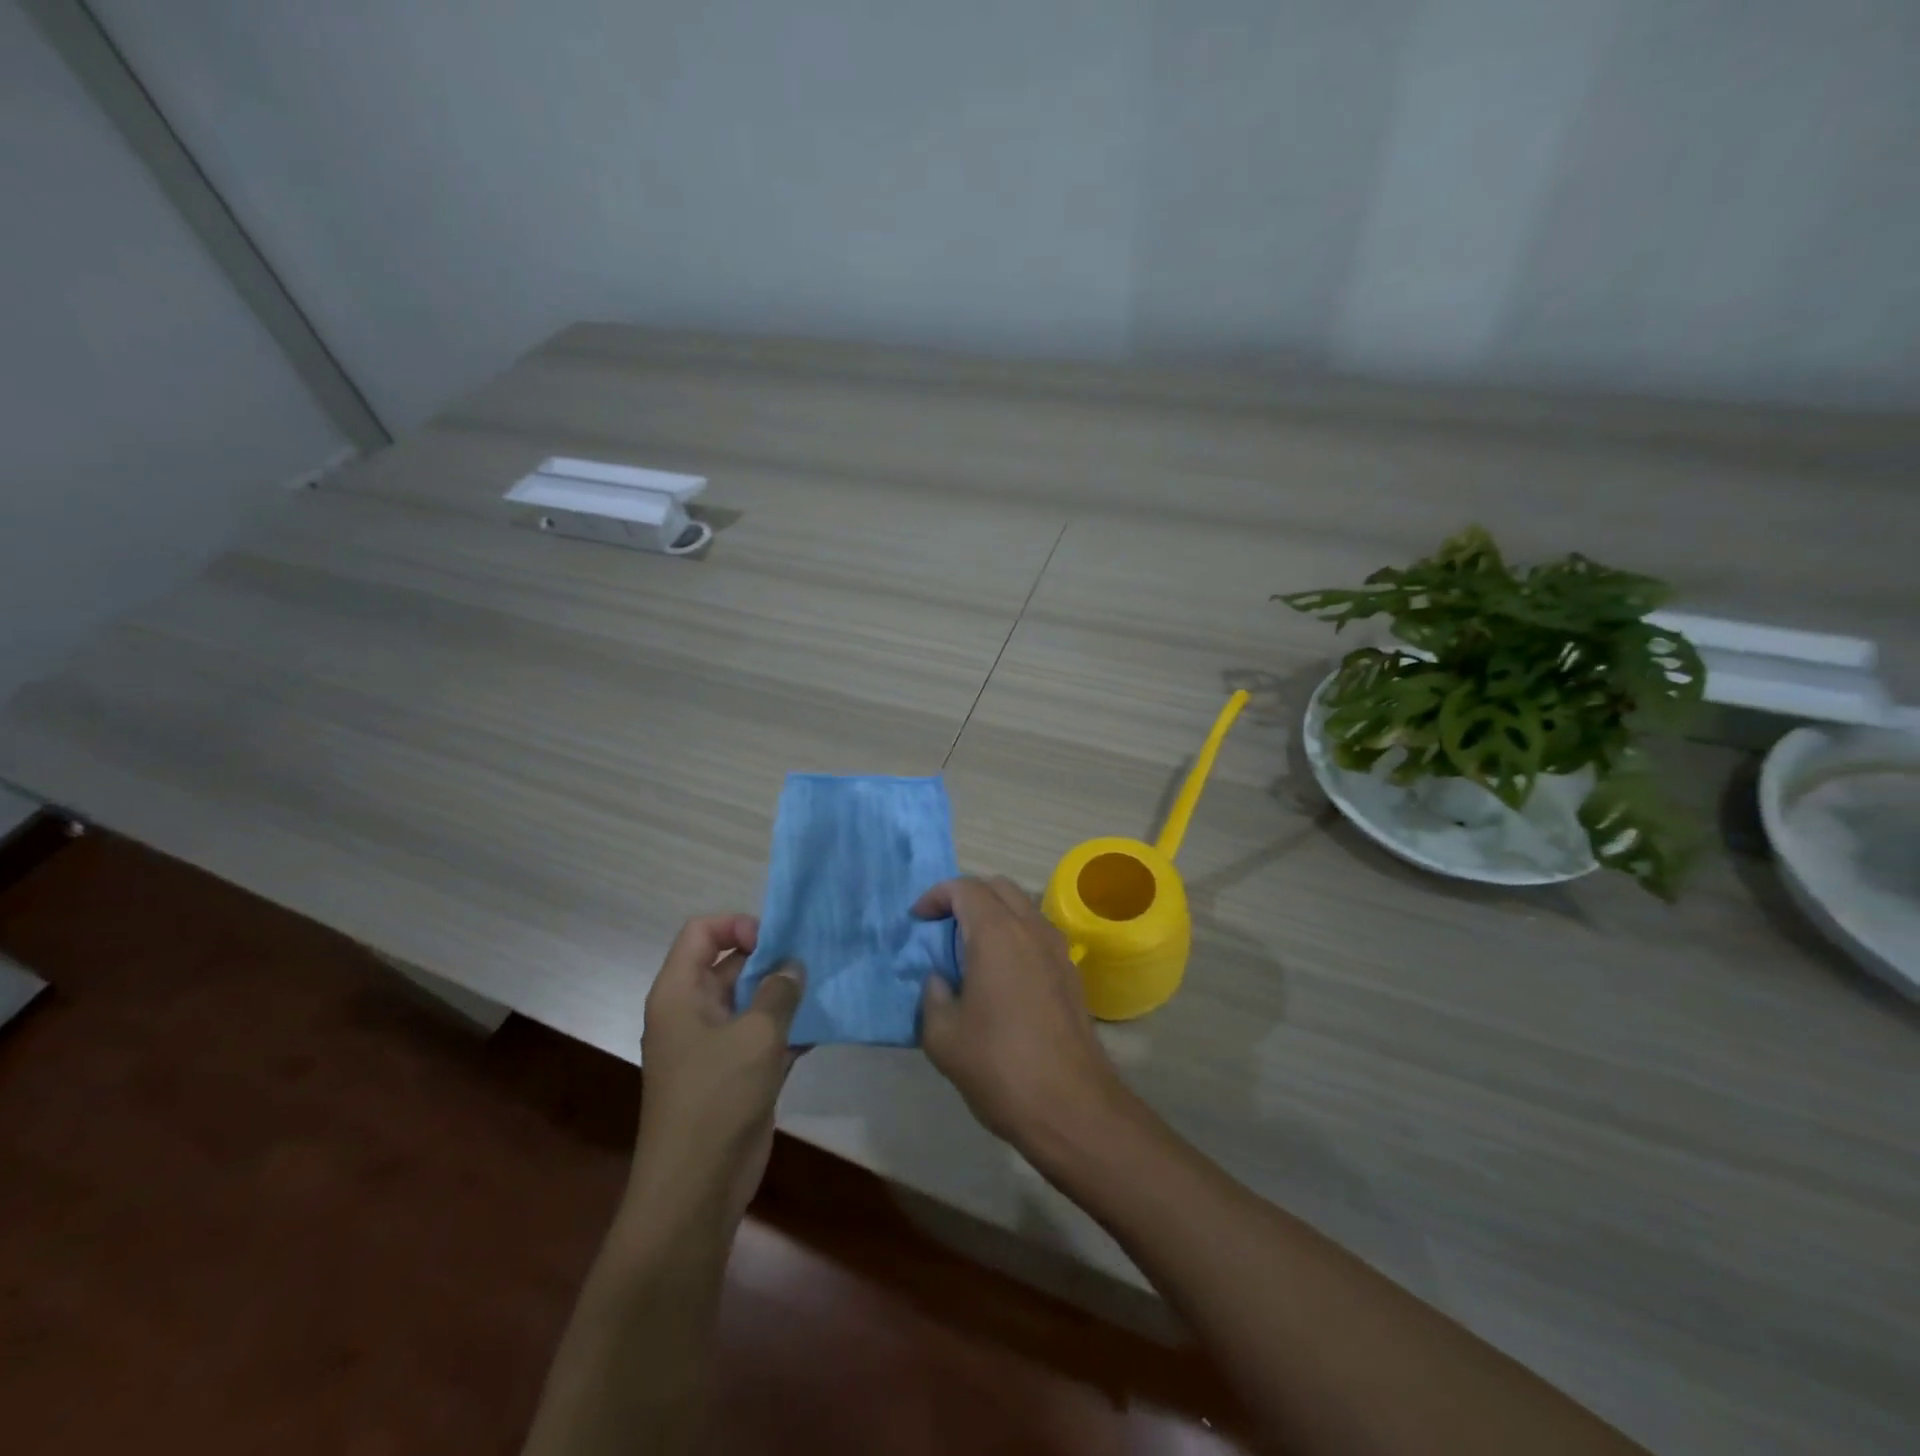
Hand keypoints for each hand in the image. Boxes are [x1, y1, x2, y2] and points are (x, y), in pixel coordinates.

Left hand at [631, 914, 802, 1227]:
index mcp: (680, 993)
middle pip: (729, 962)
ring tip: (825, 984)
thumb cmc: (717, 1098)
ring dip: (784, 992)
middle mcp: (693, 1011)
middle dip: (771, 957)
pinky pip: (762, 1035)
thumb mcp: (755, 1036)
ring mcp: (714, 1044)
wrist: (696, 1188)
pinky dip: (788, 1027)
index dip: (737, 925)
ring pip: (750, 1000)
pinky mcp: (735, 1072)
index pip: (701, 933)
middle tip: (814, 957)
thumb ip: (779, 992)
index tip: (775, 941)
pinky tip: (822, 1025)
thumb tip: (793, 966)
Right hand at [914, 877, 1134, 1154]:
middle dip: (967, 896)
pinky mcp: (1072, 973)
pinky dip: (1015, 936)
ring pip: (1022, 907)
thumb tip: (940, 980)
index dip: (936, 896)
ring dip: (994, 914)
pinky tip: (1001, 976)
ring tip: (970, 951)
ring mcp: (1058, 949)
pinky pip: (1038, 934)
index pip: (965, 888)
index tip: (917, 920)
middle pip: (998, 887)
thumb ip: (933, 996)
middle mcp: (1031, 929)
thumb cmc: (999, 1066)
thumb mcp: (943, 1037)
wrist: (1071, 1106)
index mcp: (996, 934)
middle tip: (942, 927)